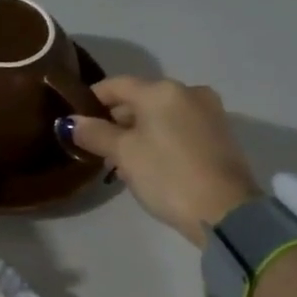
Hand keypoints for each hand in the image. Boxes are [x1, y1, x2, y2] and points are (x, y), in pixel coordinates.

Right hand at [62, 77, 259, 244]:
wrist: (226, 212)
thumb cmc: (167, 175)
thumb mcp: (124, 154)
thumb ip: (95, 133)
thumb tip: (70, 122)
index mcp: (162, 90)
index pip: (117, 84)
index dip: (92, 98)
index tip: (76, 118)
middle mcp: (188, 92)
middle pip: (141, 98)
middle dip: (116, 119)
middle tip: (96, 145)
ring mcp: (209, 112)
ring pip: (161, 114)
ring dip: (138, 130)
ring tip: (120, 158)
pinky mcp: (220, 135)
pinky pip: (180, 127)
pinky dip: (161, 137)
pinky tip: (149, 161)